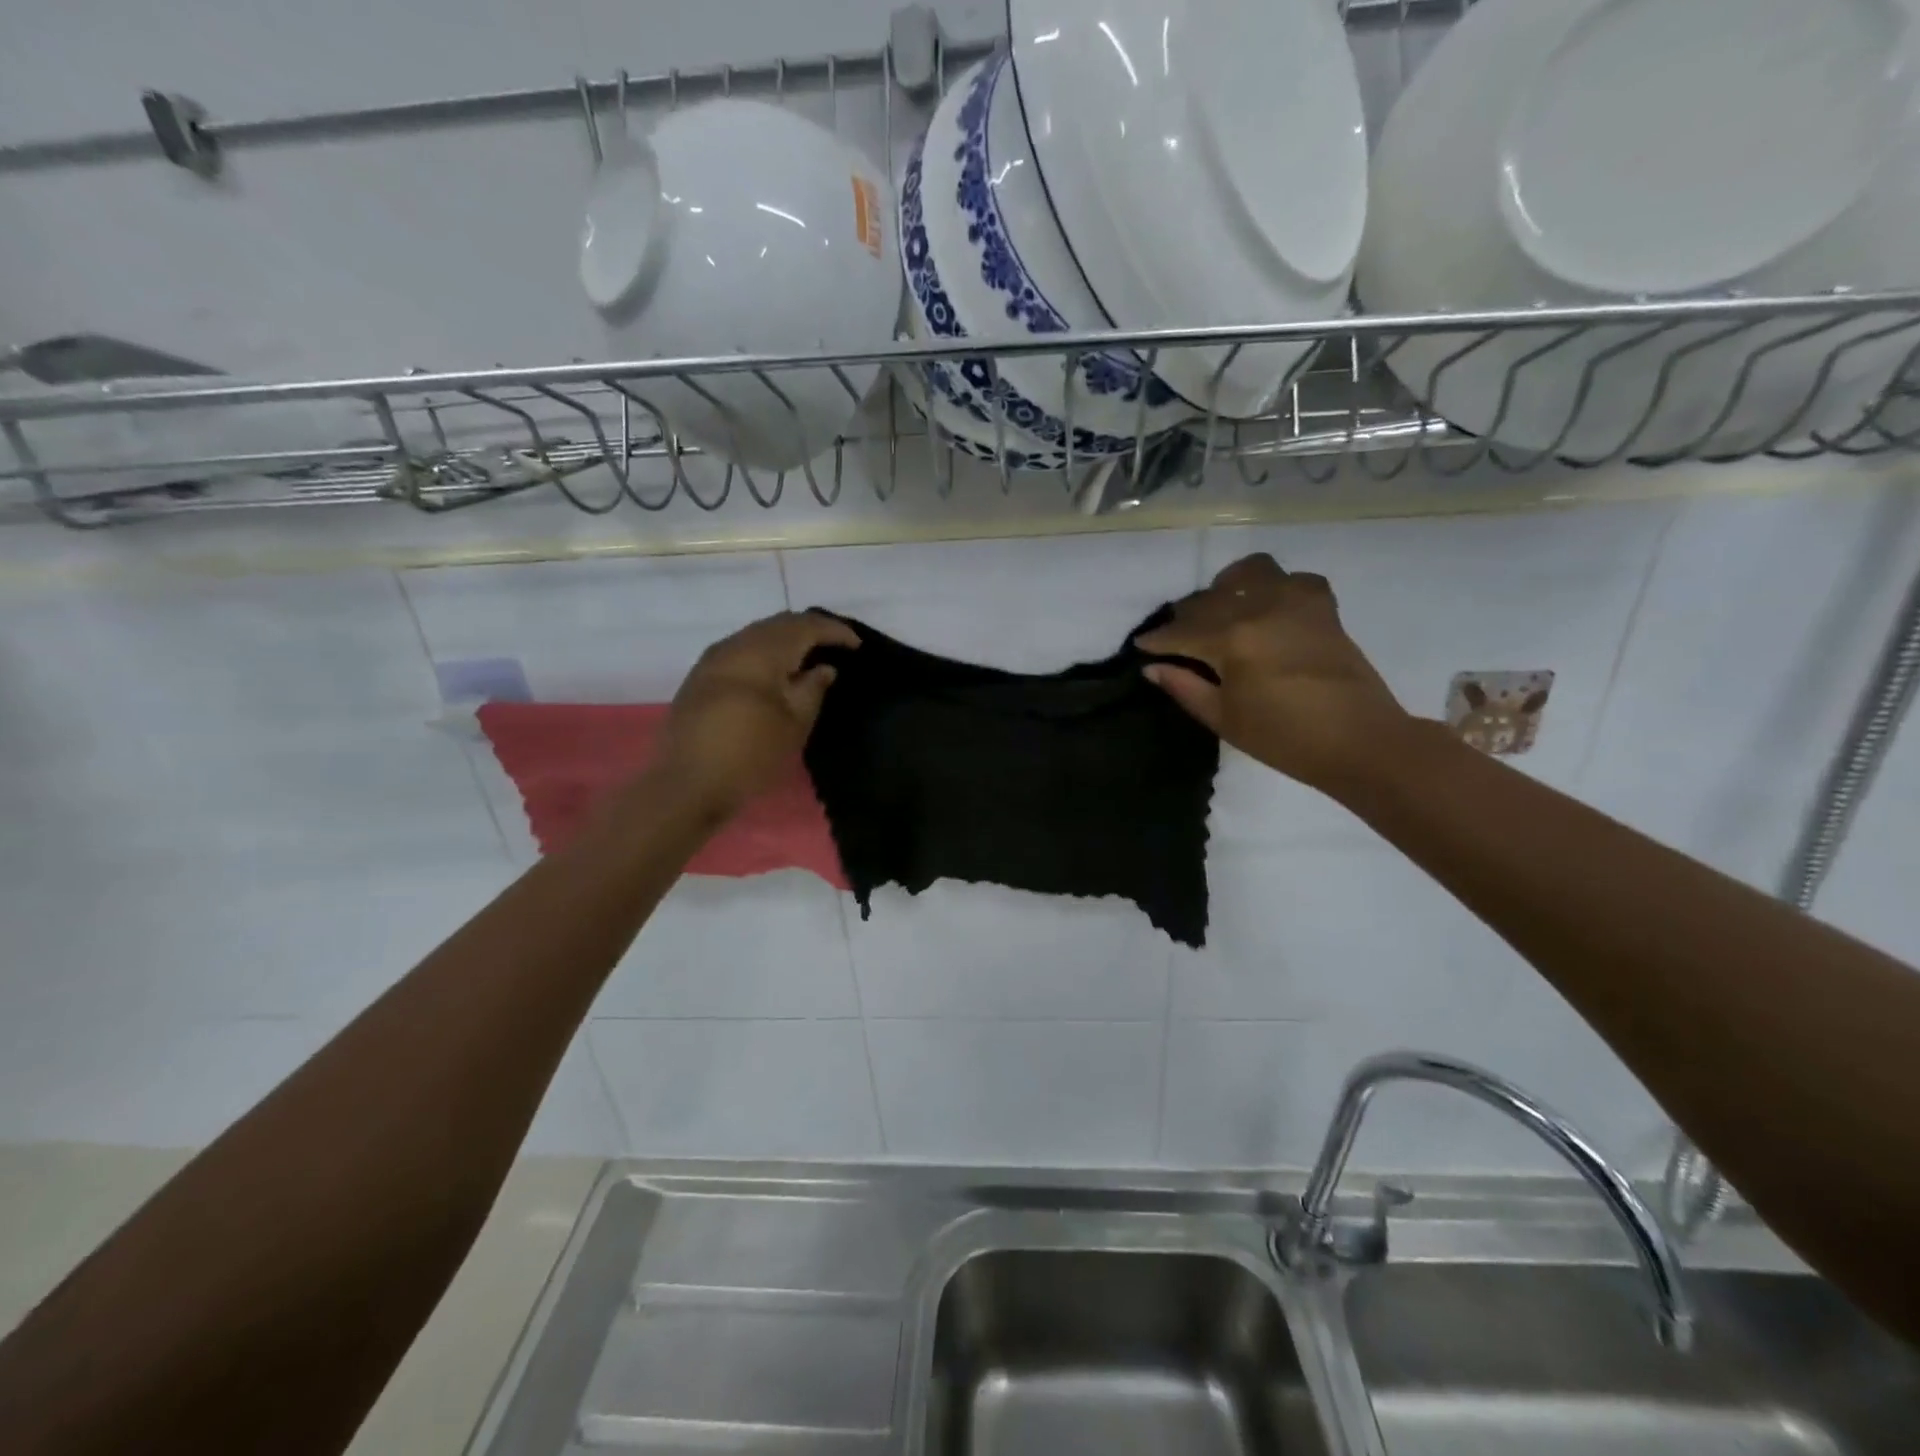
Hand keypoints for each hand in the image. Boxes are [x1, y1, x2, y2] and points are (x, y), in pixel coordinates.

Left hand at [658, 610, 858, 818]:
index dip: (834, 631)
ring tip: (808, 655)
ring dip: (785, 639)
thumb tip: (824, 668)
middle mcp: (735, 645)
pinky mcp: (700, 677)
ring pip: (756, 634)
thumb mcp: (794, 724)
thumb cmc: (751, 754)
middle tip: (835, 644)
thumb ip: (813, 688)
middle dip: (809, 629)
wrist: (688, 783)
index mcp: (762, 652)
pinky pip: (740, 649)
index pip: (805, 626)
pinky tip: (774, 671)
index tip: (856, 645)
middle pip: (778, 623)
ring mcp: (712, 659)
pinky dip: (765, 652)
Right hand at [1135, 553, 1411, 793]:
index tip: (1142, 645)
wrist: (1359, 741)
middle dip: (1186, 618)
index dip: (1157, 640)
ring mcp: (1295, 602)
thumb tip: (1153, 667)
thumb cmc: (1284, 739)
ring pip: (1249, 572)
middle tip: (1177, 639)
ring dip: (1227, 586)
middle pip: (1208, 600)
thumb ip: (1185, 687)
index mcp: (1231, 640)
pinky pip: (1292, 579)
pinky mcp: (1322, 606)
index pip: (1181, 632)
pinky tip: (1268, 607)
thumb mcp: (1224, 719)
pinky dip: (1275, 586)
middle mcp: (1259, 608)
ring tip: (1221, 607)